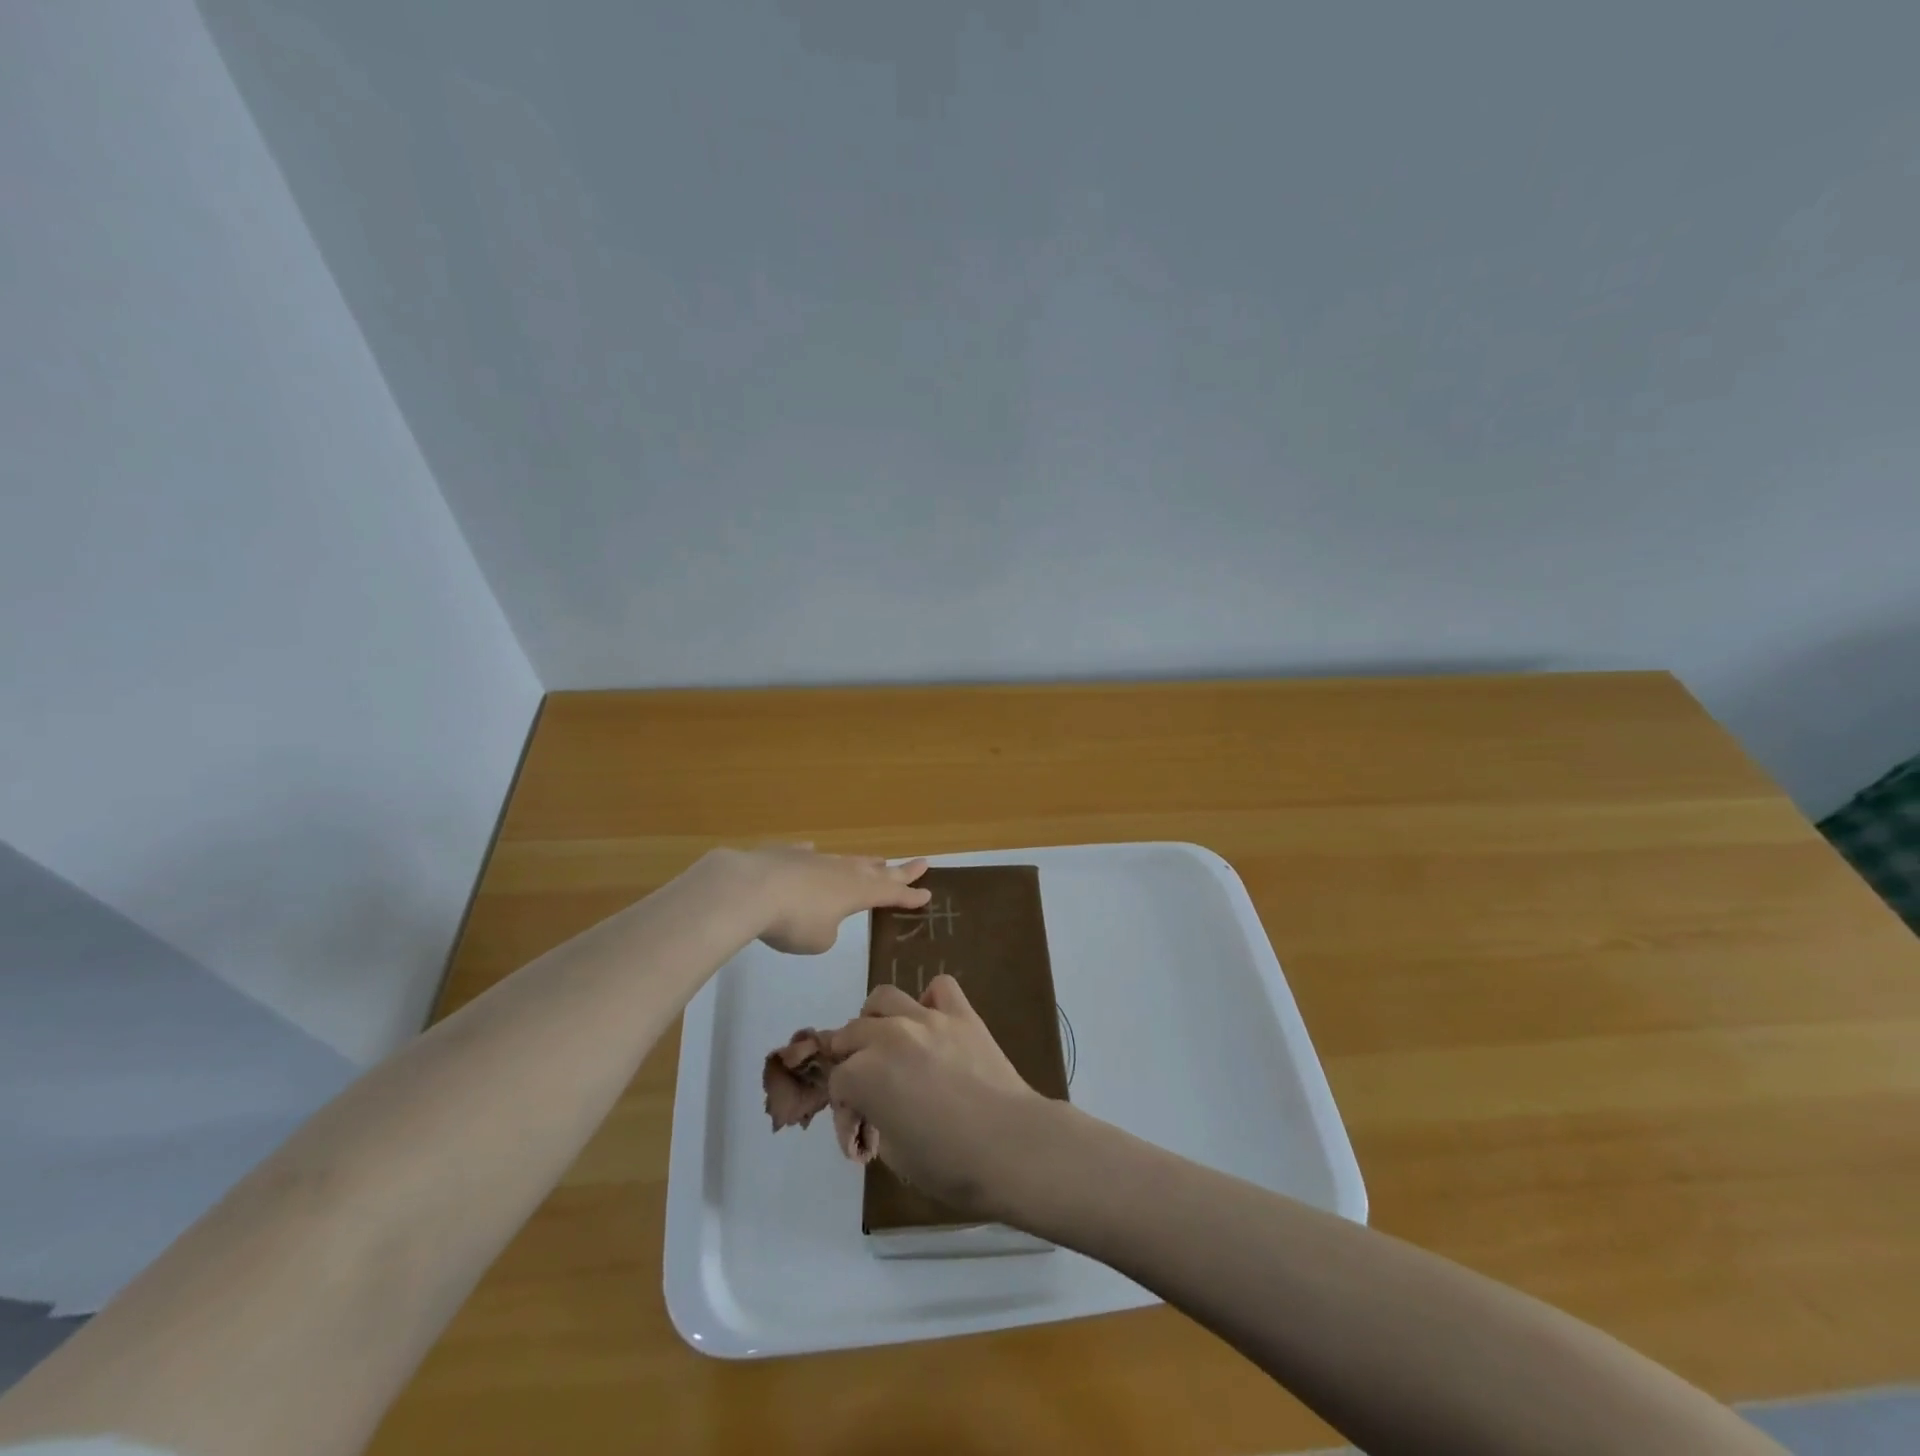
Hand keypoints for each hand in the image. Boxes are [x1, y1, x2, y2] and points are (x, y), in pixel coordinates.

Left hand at [716, 846, 930, 954]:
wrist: (749, 889)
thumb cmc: (793, 921)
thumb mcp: (819, 939)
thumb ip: (827, 929)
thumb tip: (820, 914)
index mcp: (856, 892)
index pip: (891, 894)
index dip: (910, 897)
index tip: (928, 894)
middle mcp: (841, 871)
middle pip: (877, 870)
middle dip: (900, 871)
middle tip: (921, 863)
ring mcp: (814, 859)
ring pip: (846, 860)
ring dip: (863, 862)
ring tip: (877, 860)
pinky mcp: (786, 854)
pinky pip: (807, 855)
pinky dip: (813, 856)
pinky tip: (811, 851)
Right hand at [825, 975, 1050, 1216]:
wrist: (1011, 1145)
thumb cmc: (950, 1163)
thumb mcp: (894, 1155)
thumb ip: (875, 1119)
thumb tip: (876, 1108)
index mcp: (864, 1074)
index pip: (837, 1082)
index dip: (845, 1110)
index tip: (862, 1135)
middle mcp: (889, 1036)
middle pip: (851, 1034)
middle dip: (851, 1061)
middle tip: (868, 1087)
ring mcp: (927, 1018)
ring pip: (884, 998)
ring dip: (876, 1019)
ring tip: (889, 1042)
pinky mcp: (962, 1013)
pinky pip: (940, 987)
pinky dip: (931, 1000)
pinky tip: (934, 1024)